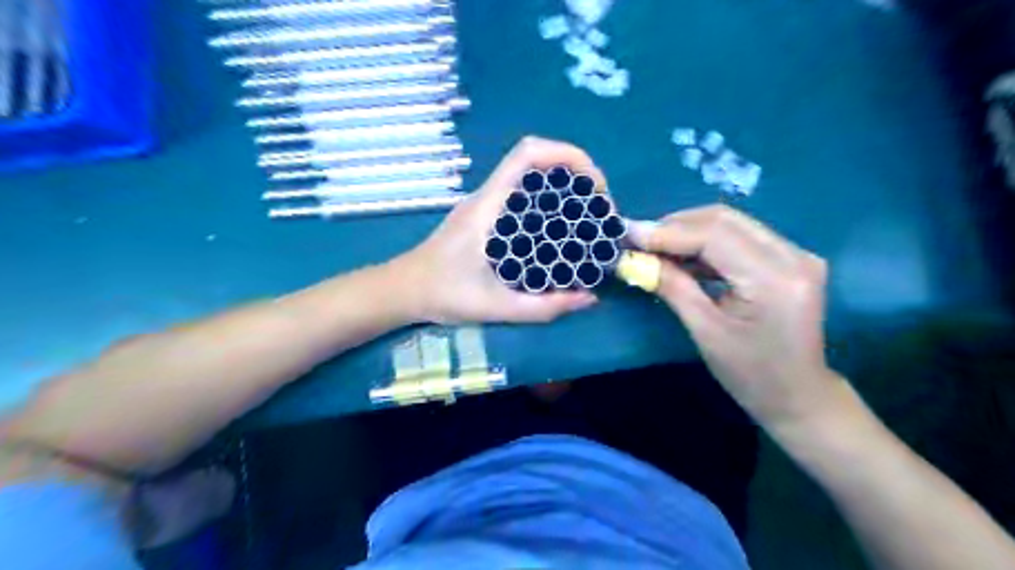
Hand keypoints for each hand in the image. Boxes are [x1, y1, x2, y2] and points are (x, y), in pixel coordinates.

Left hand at [389, 136, 595, 323]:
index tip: (595, 186)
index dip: (567, 156)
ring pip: (531, 177)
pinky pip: (523, 195)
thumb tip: (589, 298)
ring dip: (564, 186)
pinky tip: (562, 229)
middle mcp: (488, 196)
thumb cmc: (442, 295)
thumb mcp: (496, 307)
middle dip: (576, 173)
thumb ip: (543, 307)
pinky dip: (550, 201)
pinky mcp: (486, 215)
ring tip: (588, 217)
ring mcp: (486, 203)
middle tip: (599, 208)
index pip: (527, 155)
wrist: (404, 290)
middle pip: (536, 160)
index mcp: (488, 207)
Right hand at [632, 204, 844, 426]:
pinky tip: (682, 255)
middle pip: (724, 220)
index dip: (667, 232)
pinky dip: (706, 241)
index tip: (629, 234)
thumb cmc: (751, 374)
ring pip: (731, 223)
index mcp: (774, 279)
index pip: (714, 236)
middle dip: (675, 225)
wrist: (799, 396)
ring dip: (689, 231)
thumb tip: (634, 258)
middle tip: (639, 239)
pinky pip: (740, 237)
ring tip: (654, 246)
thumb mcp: (705, 332)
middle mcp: (793, 256)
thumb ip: (672, 287)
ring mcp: (796, 254)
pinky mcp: (790, 258)